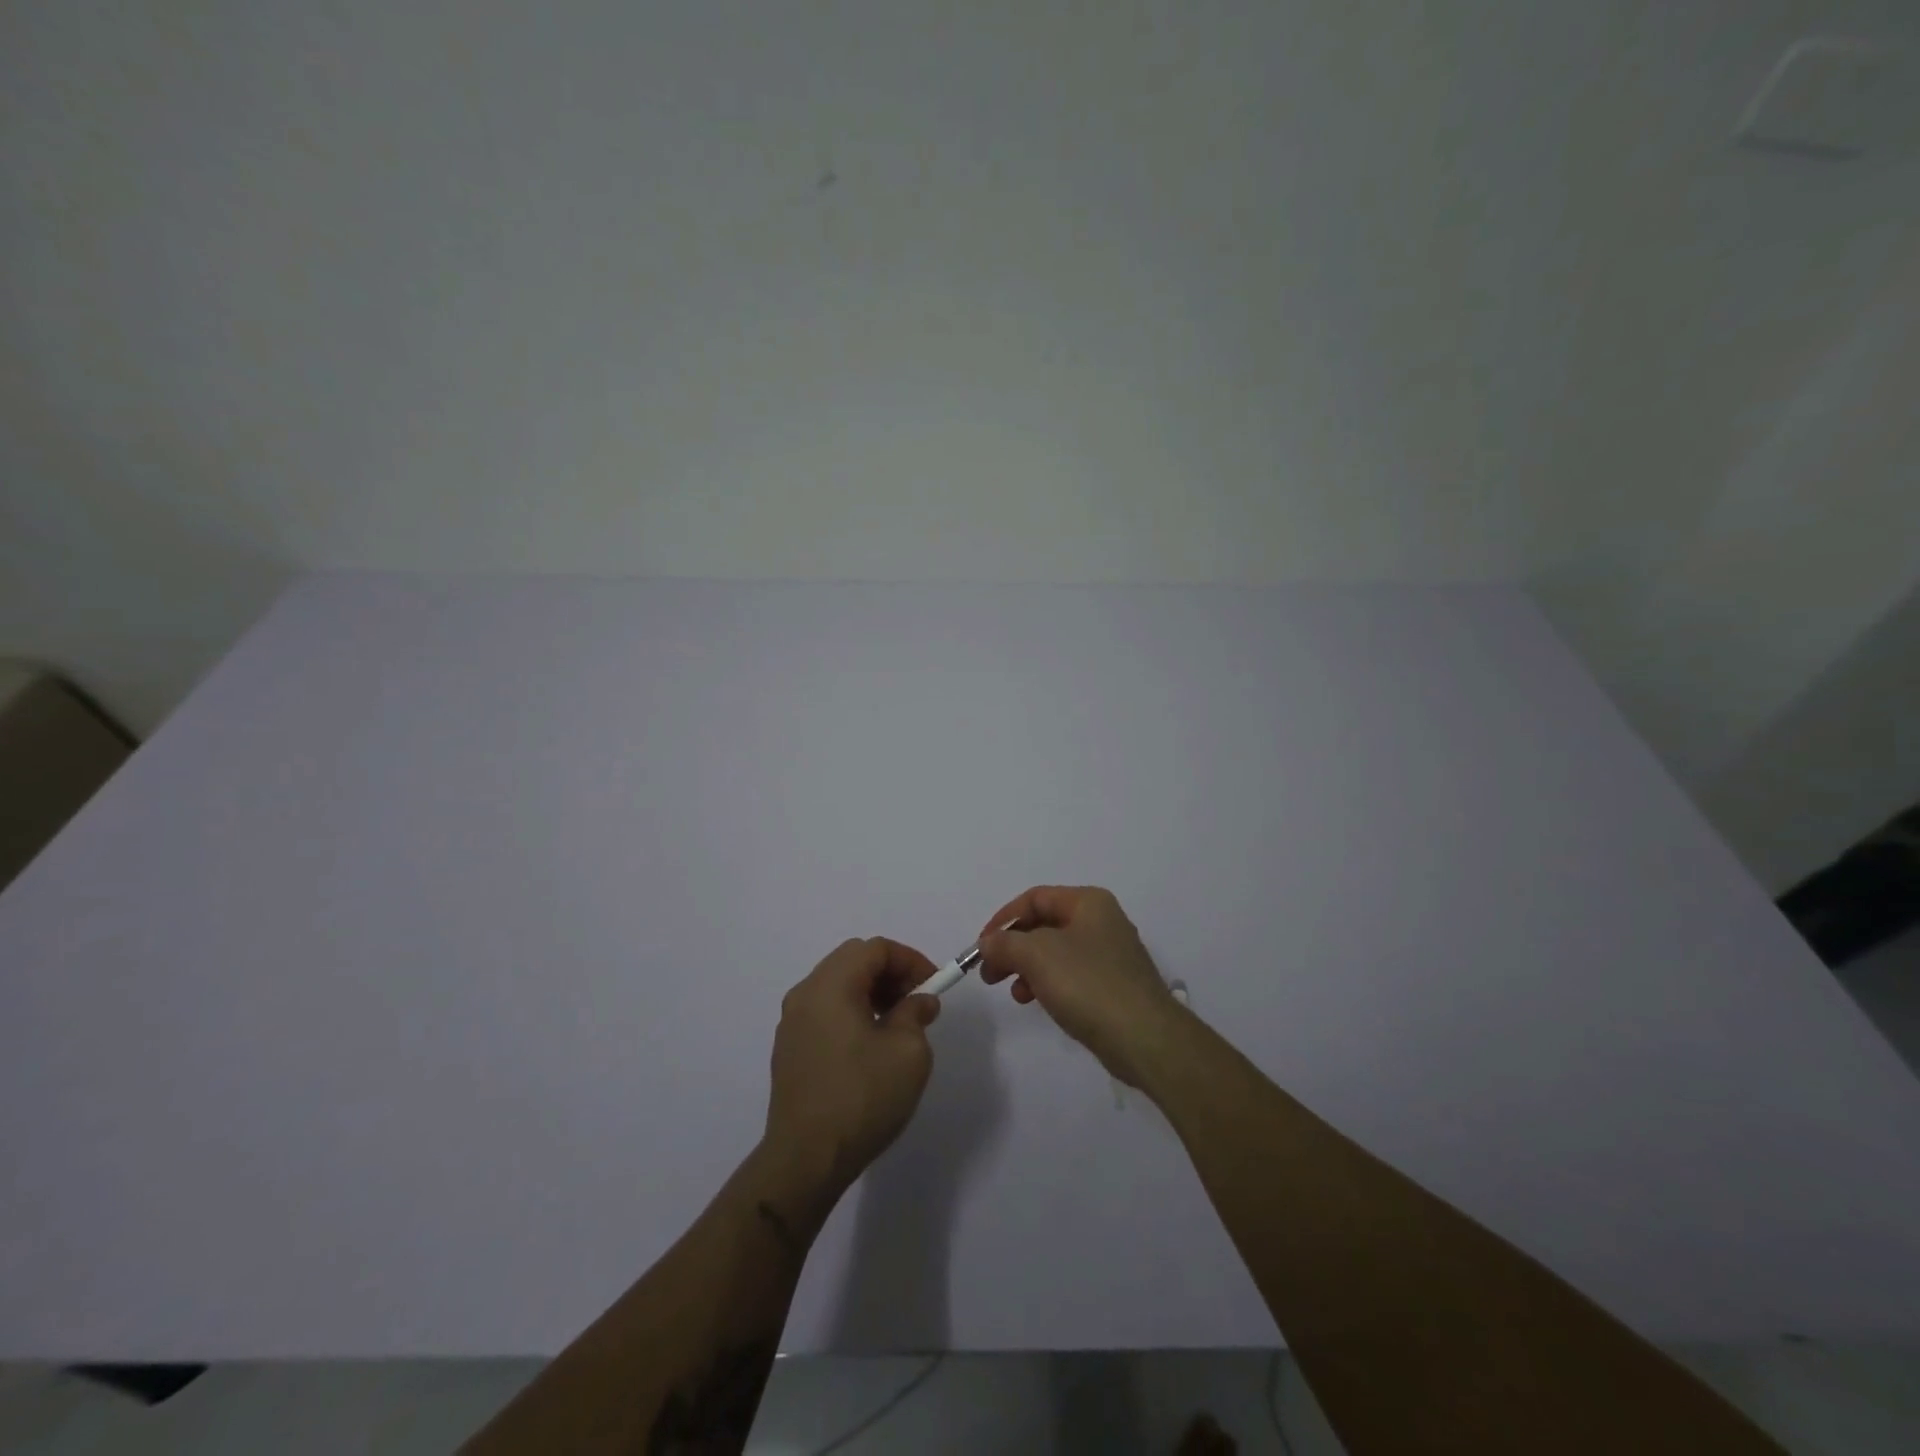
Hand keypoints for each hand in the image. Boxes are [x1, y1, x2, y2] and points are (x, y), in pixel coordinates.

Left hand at [765, 937, 942, 1192]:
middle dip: (891, 973)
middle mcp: (805, 994)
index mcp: (830, 985)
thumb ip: (916, 1014)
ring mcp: (792, 1022)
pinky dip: (852, 1011)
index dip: (910, 959)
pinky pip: (825, 1011)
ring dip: (871, 992)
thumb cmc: (861, 1097)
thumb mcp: (908, 1052)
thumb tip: (918, 1002)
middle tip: (917, 1001)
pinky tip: (870, 1045)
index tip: (934, 985)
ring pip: (837, 985)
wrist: (805, 1160)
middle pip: (853, 960)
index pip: (875, 948)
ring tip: (898, 1024)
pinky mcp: (789, 1049)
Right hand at [976, 886, 1181, 1087]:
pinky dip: (1047, 983)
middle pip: (1044, 925)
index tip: (981, 946)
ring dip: (1026, 967)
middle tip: (989, 972)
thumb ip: (1005, 943)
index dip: (1003, 918)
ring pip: (1054, 952)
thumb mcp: (1037, 955)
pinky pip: (1069, 975)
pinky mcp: (1112, 986)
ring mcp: (1109, 955)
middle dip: (1012, 947)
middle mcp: (1101, 921)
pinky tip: (1035, 1002)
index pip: (1035, 898)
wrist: (1144, 1038)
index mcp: (1088, 903)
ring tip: (1013, 993)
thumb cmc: (1088, 984)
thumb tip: (987, 943)